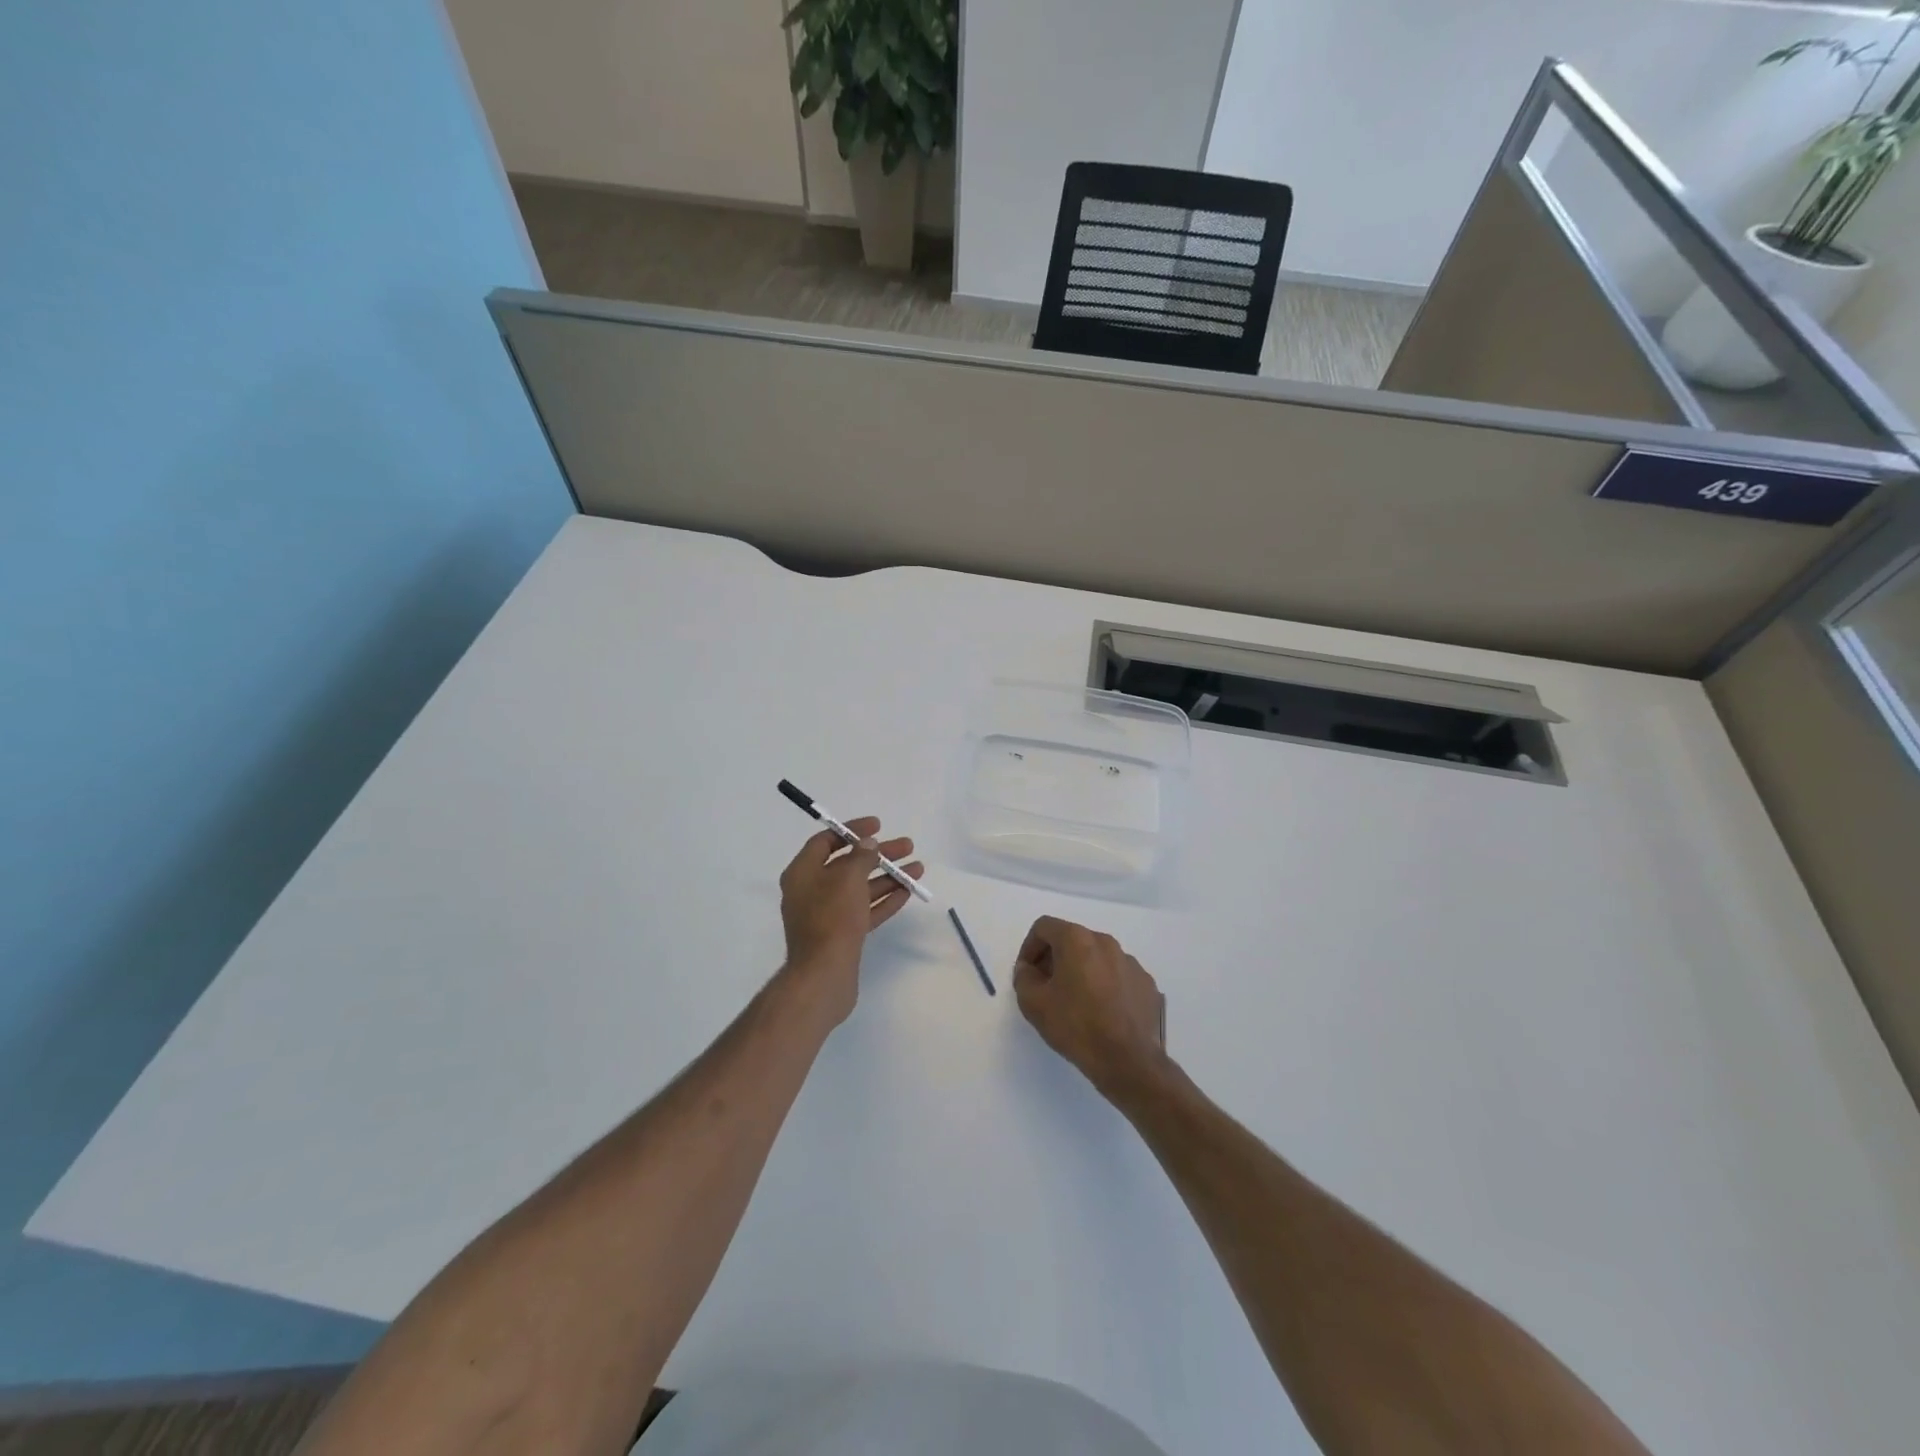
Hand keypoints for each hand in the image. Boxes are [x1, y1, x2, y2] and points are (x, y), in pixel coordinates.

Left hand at [778, 817, 922, 1022]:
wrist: (824, 974)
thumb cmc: (832, 918)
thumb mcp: (847, 878)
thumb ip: (860, 856)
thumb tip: (868, 844)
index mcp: (802, 873)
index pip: (825, 841)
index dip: (851, 830)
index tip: (878, 825)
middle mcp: (811, 891)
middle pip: (848, 864)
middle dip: (878, 854)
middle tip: (907, 846)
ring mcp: (827, 914)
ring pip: (860, 888)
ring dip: (888, 876)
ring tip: (918, 868)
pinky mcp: (842, 934)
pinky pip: (865, 909)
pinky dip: (884, 900)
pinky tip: (907, 892)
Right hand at [1013, 916, 1167, 1097]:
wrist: (1128, 1061)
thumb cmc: (1076, 1026)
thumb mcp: (1034, 1004)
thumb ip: (1024, 977)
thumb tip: (1028, 969)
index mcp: (1077, 940)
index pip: (1044, 927)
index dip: (1029, 947)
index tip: (1027, 973)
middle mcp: (1106, 942)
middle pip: (1072, 940)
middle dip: (1055, 959)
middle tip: (1046, 987)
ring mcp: (1130, 962)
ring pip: (1096, 957)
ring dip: (1081, 971)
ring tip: (1075, 1002)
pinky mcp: (1146, 983)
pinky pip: (1118, 975)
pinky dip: (1105, 985)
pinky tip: (1102, 1012)